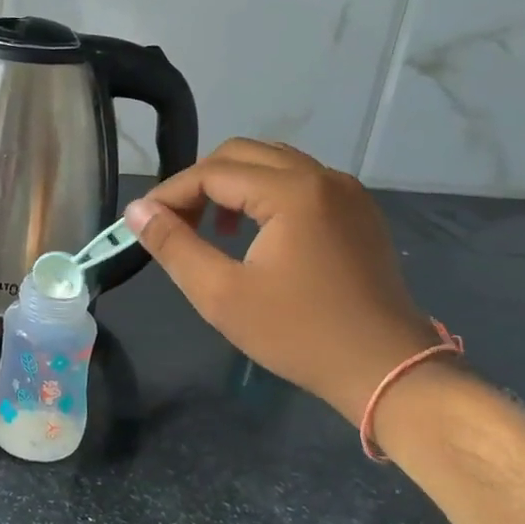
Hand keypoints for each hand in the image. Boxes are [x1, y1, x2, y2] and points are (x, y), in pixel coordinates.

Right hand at [126, 139, 441, 425]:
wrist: (387, 370)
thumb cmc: (298, 333)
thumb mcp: (221, 294)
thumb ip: (174, 245)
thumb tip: (137, 211)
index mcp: (292, 192)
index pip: (212, 172)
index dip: (170, 194)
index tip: (143, 223)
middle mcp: (322, 177)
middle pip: (241, 154)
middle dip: (199, 182)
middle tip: (175, 223)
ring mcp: (346, 191)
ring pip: (271, 162)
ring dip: (231, 184)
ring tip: (210, 227)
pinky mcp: (357, 211)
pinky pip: (299, 180)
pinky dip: (264, 192)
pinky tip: (252, 232)